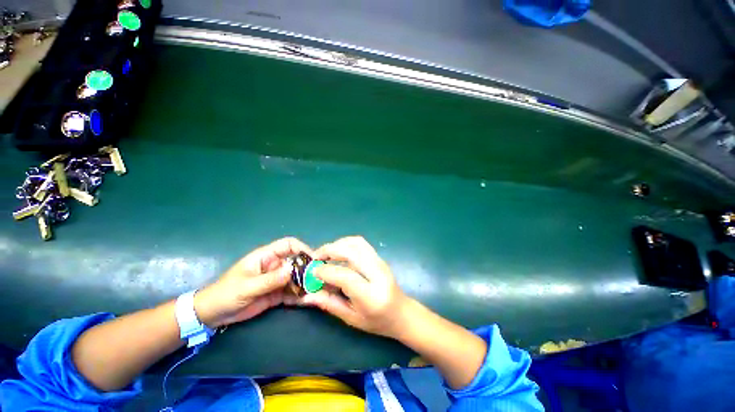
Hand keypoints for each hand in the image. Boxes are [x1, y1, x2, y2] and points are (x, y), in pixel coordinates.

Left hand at [194, 237, 311, 327]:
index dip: (302, 248)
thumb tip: (292, 270)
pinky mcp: (276, 293)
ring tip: (315, 291)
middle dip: (307, 268)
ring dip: (305, 283)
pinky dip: (299, 296)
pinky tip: (307, 301)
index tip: (313, 259)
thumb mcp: (247, 287)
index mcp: (266, 257)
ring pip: (296, 278)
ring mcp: (276, 280)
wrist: (212, 315)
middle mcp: (275, 266)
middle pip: (296, 262)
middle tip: (318, 278)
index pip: (289, 245)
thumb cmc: (225, 294)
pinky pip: (291, 292)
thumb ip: (269, 279)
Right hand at [289, 236, 410, 338]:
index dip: (326, 271)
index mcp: (371, 296)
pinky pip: (361, 243)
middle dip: (329, 250)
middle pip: (351, 252)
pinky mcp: (379, 257)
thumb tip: (307, 296)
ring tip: (325, 254)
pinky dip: (346, 243)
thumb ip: (330, 304)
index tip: (312, 272)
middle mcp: (378, 274)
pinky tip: (338, 251)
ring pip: (356, 242)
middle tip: (315, 258)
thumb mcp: (352, 319)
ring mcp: (380, 262)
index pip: (346, 276)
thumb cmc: (378, 321)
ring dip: (338, 244)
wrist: (402, 312)